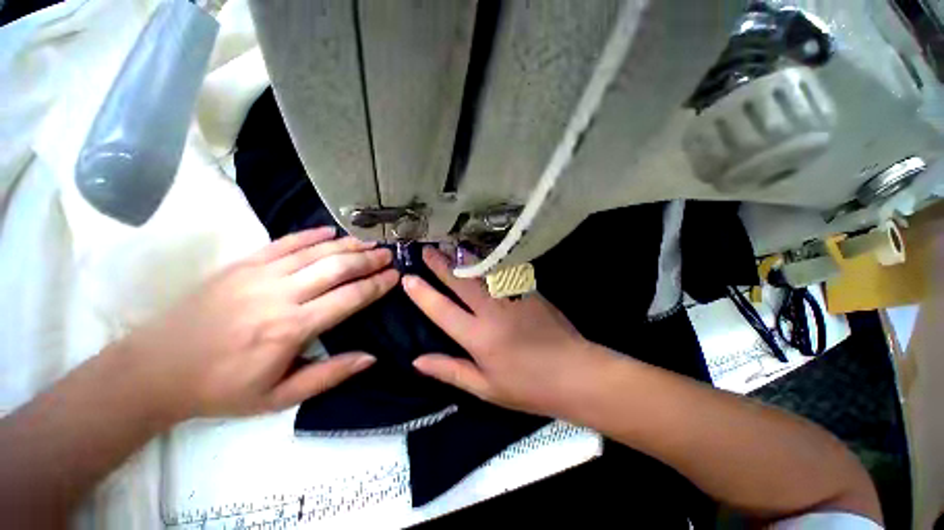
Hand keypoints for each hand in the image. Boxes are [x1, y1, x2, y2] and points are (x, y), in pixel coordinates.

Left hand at [117, 227, 398, 419]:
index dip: (377, 284)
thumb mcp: (280, 397)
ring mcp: (259, 274)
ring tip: (369, 242)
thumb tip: (371, 357)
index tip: (395, 276)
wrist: (156, 369)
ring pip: (316, 251)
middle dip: (369, 259)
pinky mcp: (242, 264)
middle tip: (388, 254)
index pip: (350, 297)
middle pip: (337, 267)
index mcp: (292, 328)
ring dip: (348, 244)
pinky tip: (331, 231)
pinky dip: (311, 235)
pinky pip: (284, 242)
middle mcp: (280, 294)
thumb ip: (329, 375)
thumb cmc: (223, 388)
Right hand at [402, 247, 616, 417]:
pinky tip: (480, 256)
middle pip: (461, 282)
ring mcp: (512, 297)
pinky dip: (486, 262)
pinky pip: (502, 272)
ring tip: (449, 246)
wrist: (575, 372)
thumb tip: (417, 360)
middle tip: (426, 250)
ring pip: (481, 271)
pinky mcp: (527, 290)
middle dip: (441, 264)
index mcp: (479, 337)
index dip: (422, 294)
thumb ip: (450, 371)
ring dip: (463, 257)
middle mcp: (493, 311)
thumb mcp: (486, 388)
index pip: (442, 310)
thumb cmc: (528, 386)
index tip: (407, 278)